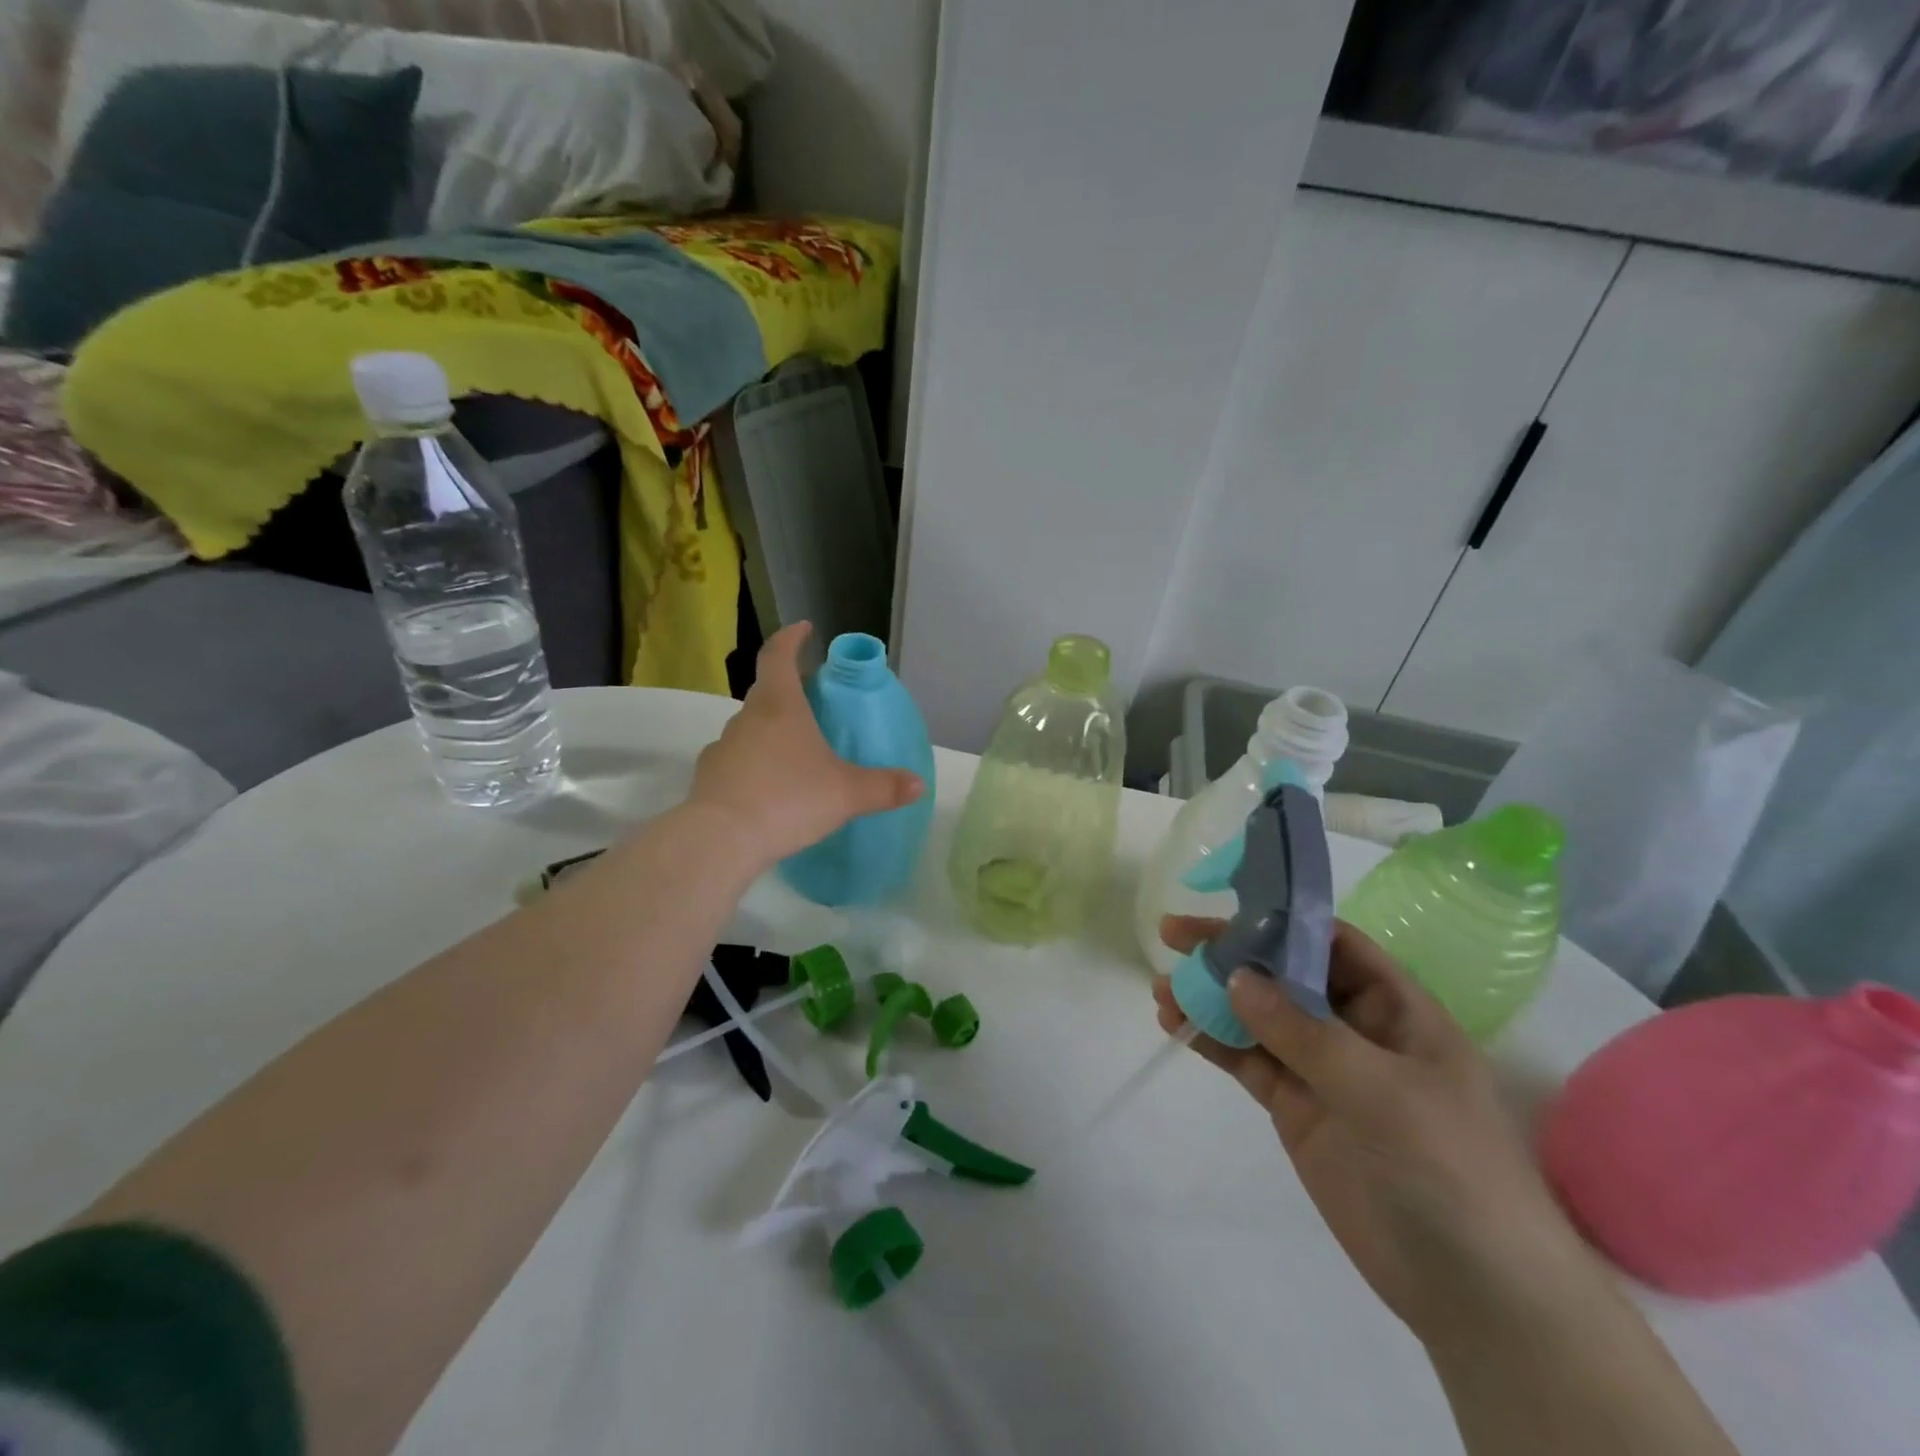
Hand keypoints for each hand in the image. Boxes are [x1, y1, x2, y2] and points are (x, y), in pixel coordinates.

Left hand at [690, 623, 923, 868]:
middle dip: (790, 692)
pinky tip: (770, 790)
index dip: (792, 638)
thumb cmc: (789, 799)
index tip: (805, 628)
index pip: (779, 655)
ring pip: (751, 729)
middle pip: (767, 692)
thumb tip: (918, 784)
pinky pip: (737, 762)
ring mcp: (723, 747)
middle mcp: (747, 719)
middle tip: (814, 704)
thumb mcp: (847, 793)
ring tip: (796, 755)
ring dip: (771, 732)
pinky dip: (754, 766)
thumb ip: (883, 787)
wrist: (722, 840)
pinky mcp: (709, 778)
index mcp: (780, 706)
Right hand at [1155, 917, 1600, 1342]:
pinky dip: (1214, 1041)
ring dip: (1211, 997)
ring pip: (1258, 1016)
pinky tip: (1177, 1025)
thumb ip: (1304, 1032)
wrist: (1475, 1293)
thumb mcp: (1381, 1090)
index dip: (1281, 918)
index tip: (1226, 906)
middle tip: (1173, 936)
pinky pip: (1250, 1061)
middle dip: (1232, 953)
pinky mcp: (1298, 1109)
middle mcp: (1356, 1028)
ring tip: (1162, 987)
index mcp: (1395, 1008)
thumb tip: (1236, 977)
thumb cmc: (1449, 1169)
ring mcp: (1324, 1070)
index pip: (1332, 942)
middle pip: (1285, 973)